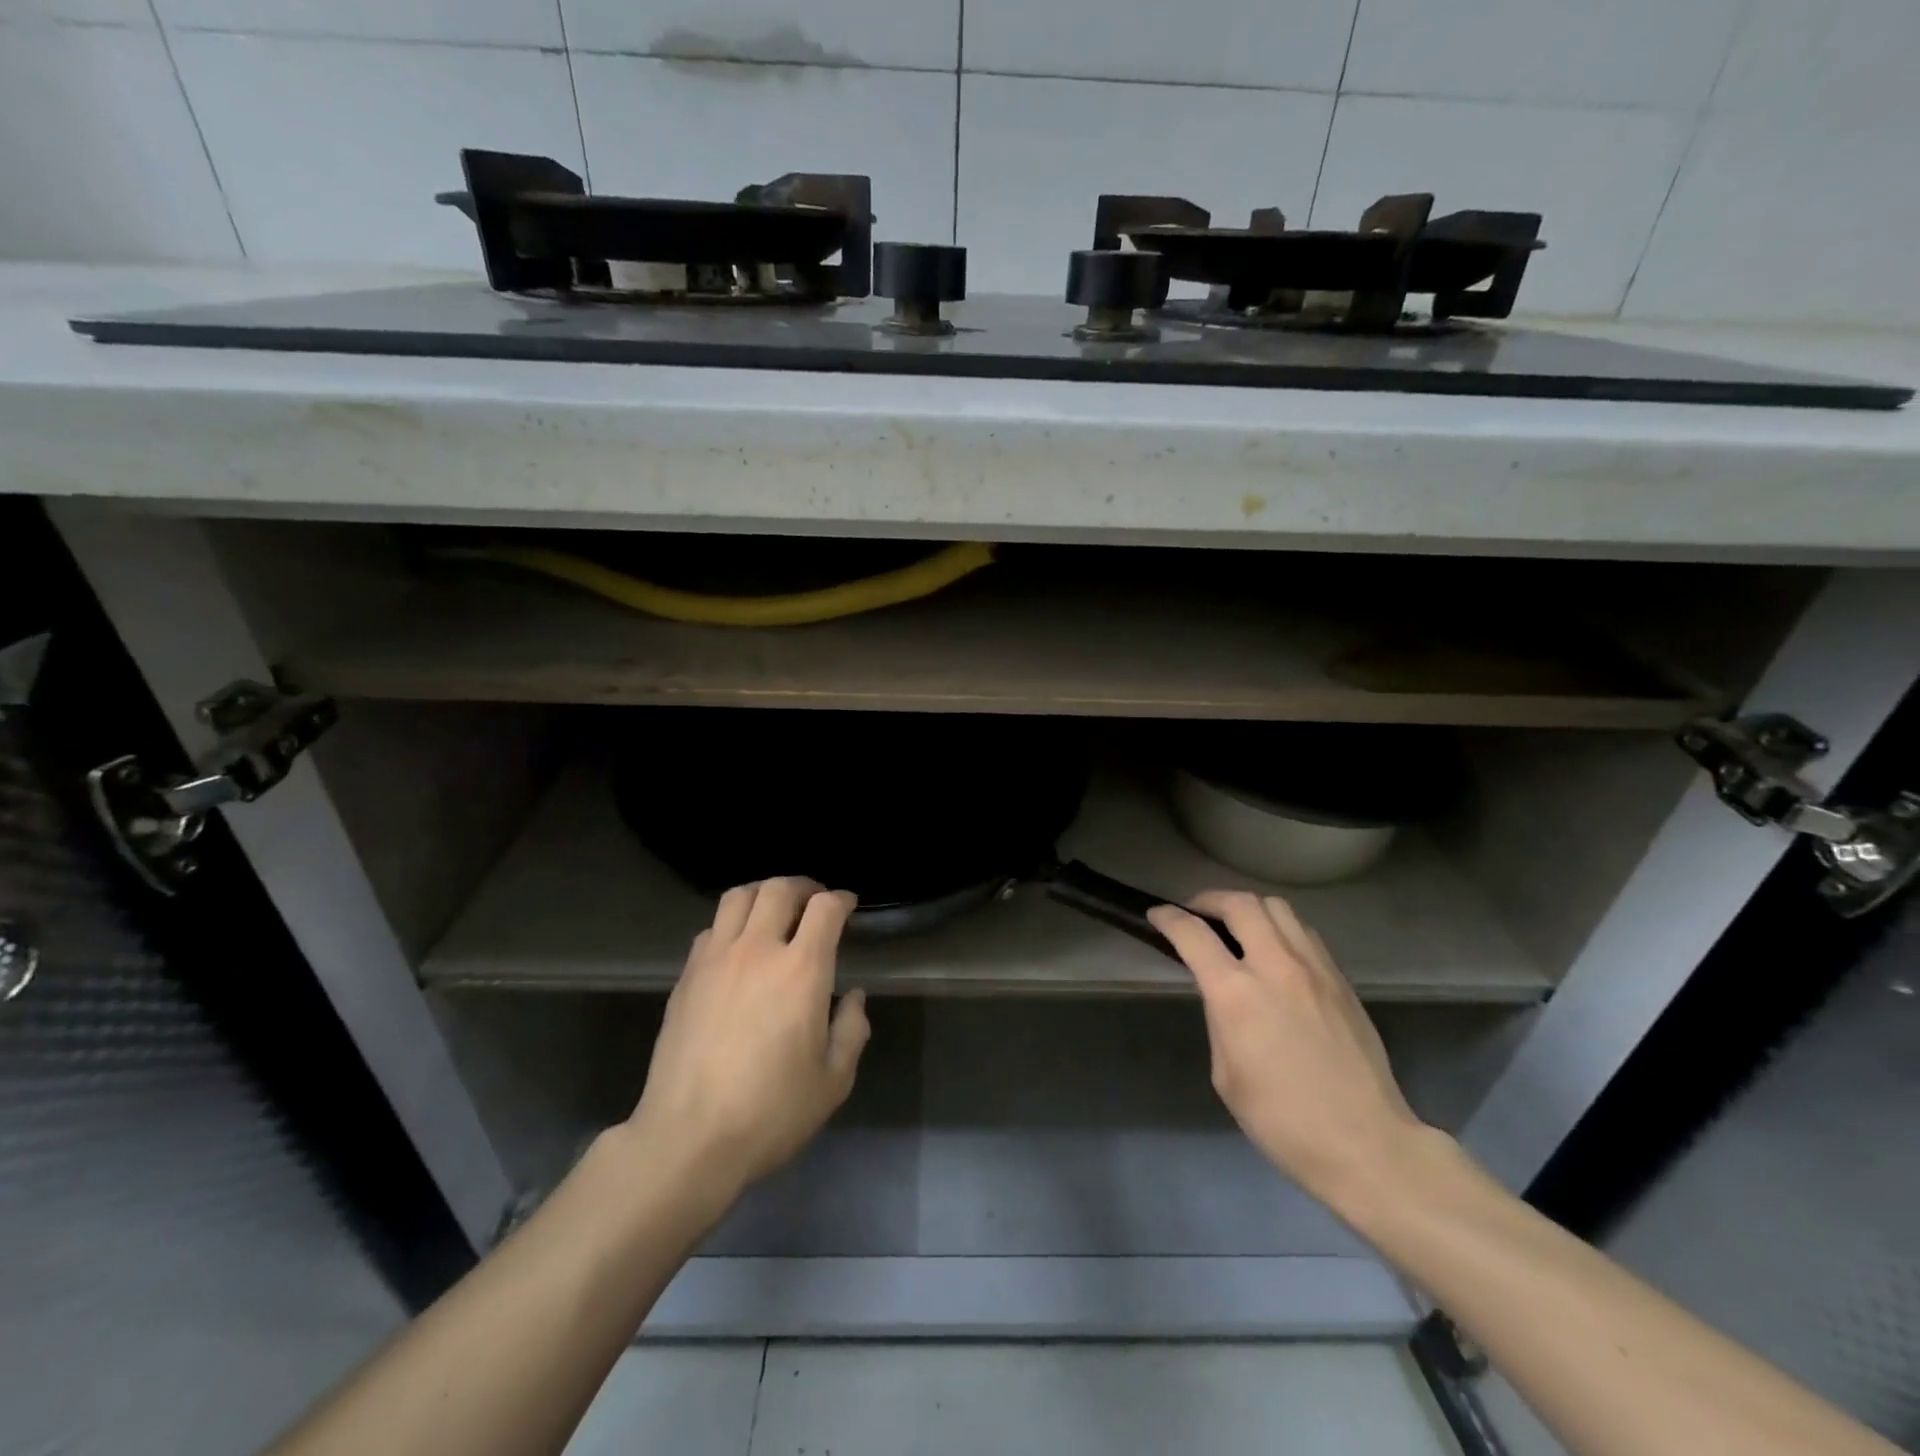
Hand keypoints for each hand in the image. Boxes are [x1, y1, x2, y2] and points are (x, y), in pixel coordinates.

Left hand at [627, 877, 869, 1202]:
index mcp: (801, 970)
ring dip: (763, 894)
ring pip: (739, 897)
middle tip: (813, 901)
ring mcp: (715, 959)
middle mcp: (758, 950)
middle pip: (779, 888)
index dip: (840, 899)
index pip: (824, 908)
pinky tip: (737, 946)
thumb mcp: (833, 1081)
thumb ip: (851, 1030)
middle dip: (803, 887)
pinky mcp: (686, 976)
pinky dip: (731, 923)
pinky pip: (710, 928)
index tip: (847, 905)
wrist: (688, 1139)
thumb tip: (852, 997)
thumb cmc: (770, 1112)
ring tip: (774, 911)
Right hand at [1148, 890, 1428, 1210]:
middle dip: (1209, 900)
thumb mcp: (1226, 1073)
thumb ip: (1220, 1019)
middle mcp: (1275, 967)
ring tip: (1237, 926)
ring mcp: (1314, 969)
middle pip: (1240, 903)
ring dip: (1248, 908)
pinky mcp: (1341, 980)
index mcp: (1237, 994)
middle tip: (1195, 914)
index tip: (1157, 915)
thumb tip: (1224, 994)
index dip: (1168, 918)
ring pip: (1277, 908)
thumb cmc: (1282, 1120)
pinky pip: (1304, 932)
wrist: (1366, 1144)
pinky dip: (1280, 928)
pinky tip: (1275, 951)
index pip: (1193, 934)